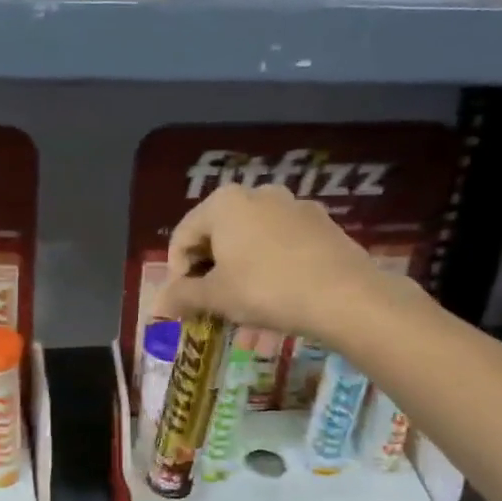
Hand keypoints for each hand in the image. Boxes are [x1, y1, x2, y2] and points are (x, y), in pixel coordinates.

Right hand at [154, 183, 403, 341]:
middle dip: (209, 270)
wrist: (344, 295)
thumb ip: (182, 297)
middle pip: (217, 234)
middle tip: (211, 304)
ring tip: (244, 304)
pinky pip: (281, 243)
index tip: (185, 304)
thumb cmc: (266, 289)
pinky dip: (269, 265)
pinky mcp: (321, 223)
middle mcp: (257, 193)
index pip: (183, 237)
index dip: (177, 273)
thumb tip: (157, 307)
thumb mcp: (216, 297)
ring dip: (238, 270)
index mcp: (223, 202)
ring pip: (250, 239)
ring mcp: (293, 205)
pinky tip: (277, 294)